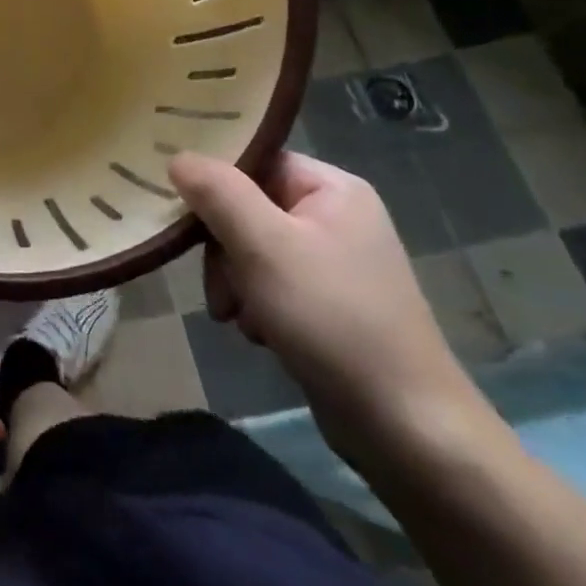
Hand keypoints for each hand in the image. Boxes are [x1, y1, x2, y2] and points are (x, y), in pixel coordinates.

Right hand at [170, 150, 487, 461]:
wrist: (407, 429)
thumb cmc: (332, 319)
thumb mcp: (264, 246)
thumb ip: (218, 193)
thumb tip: (178, 156)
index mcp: (332, 188)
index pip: (255, 161)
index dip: (215, 184)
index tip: (183, 214)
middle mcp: (336, 216)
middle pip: (249, 207)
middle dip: (224, 249)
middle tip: (219, 289)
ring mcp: (335, 262)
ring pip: (253, 249)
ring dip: (234, 282)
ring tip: (237, 318)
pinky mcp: (329, 302)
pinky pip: (272, 282)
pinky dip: (256, 305)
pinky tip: (259, 333)